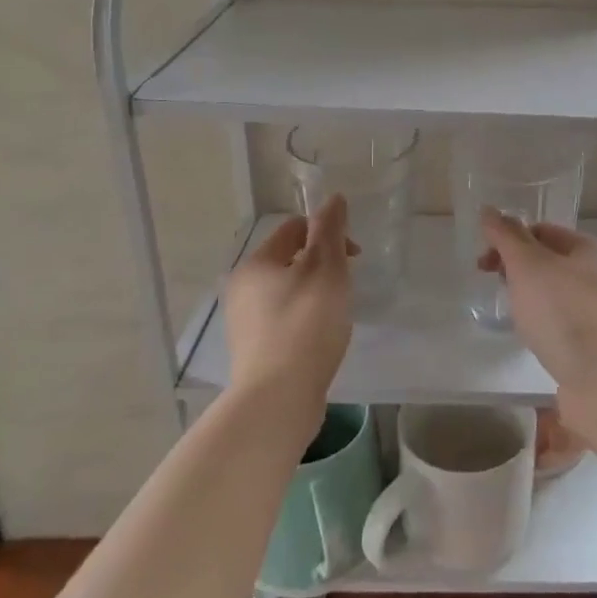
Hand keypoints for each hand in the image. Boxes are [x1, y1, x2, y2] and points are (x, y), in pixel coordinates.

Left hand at [223, 197, 355, 406]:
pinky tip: (321, 338)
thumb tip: (333, 198)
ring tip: (337, 313)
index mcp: (255, 264)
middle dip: (323, 264)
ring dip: (315, 292)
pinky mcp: (254, 351)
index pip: (294, 228)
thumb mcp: (326, 269)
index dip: (328, 233)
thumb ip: (330, 230)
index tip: (354, 256)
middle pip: (289, 259)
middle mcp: (242, 289)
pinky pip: (284, 320)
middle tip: (347, 284)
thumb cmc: (305, 325)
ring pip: (287, 291)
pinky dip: (305, 319)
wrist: (278, 399)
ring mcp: (244, 323)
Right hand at [477, 209, 596, 398]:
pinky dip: (541, 325)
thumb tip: (489, 210)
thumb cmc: (564, 312)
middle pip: (548, 262)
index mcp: (588, 249)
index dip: (510, 240)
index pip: (542, 231)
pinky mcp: (594, 344)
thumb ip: (507, 237)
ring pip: (553, 295)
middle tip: (495, 287)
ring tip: (513, 315)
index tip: (484, 263)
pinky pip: (560, 323)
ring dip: (528, 299)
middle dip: (517, 270)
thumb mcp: (529, 265)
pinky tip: (532, 338)